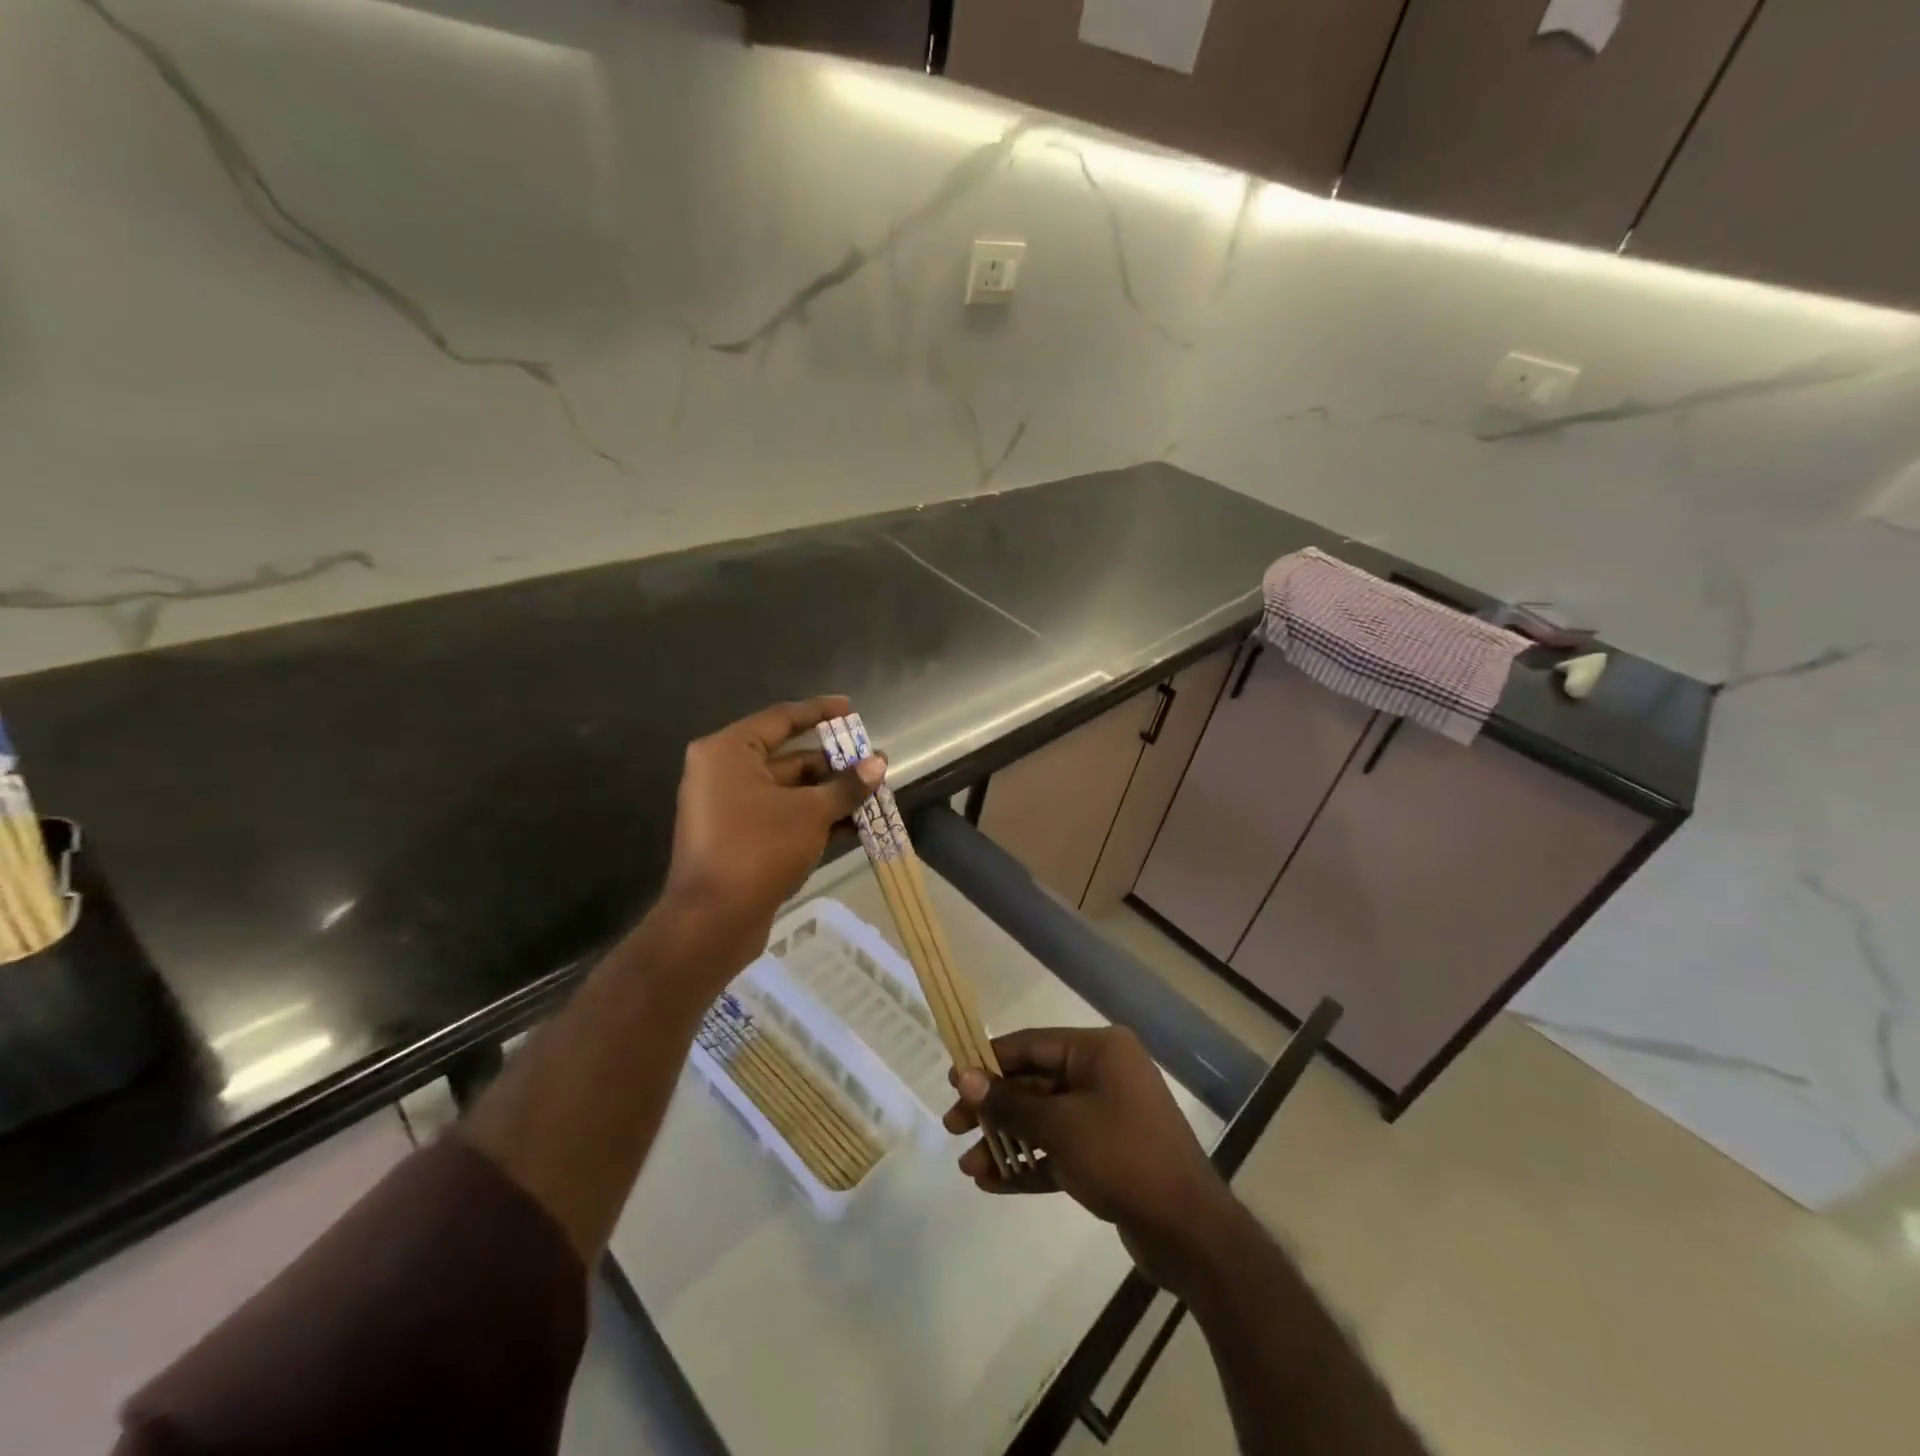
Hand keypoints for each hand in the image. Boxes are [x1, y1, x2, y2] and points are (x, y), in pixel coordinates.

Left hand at [660, 696, 884, 975]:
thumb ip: (846, 786)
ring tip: (874, 796)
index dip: (820, 712)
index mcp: (729, 752)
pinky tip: (854, 826)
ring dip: (830, 795)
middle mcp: (724, 773)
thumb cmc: (758, 849)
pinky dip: (814, 818)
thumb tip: (879, 762)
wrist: (713, 921)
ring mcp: (730, 808)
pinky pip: (782, 817)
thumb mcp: (810, 813)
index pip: (782, 718)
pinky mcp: (739, 839)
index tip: (851, 708)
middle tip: (874, 765)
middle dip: (834, 765)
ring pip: (790, 791)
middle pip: (789, 758)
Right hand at [944, 1026, 1238, 1291]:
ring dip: (1006, 1141)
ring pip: (1043, 1120)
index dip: (989, 1061)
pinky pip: (1058, 1149)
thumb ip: (1009, 1104)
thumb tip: (964, 1077)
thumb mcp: (1060, 1127)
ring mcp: (1106, 1115)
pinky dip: (1029, 1162)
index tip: (952, 1079)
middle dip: (994, 1108)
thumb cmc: (1123, 1157)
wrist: (1189, 1232)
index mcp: (1099, 1051)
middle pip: (1034, 1083)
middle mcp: (1102, 1075)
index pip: (1031, 1045)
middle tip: (952, 1126)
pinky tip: (993, 1182)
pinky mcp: (1106, 1154)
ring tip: (968, 1166)